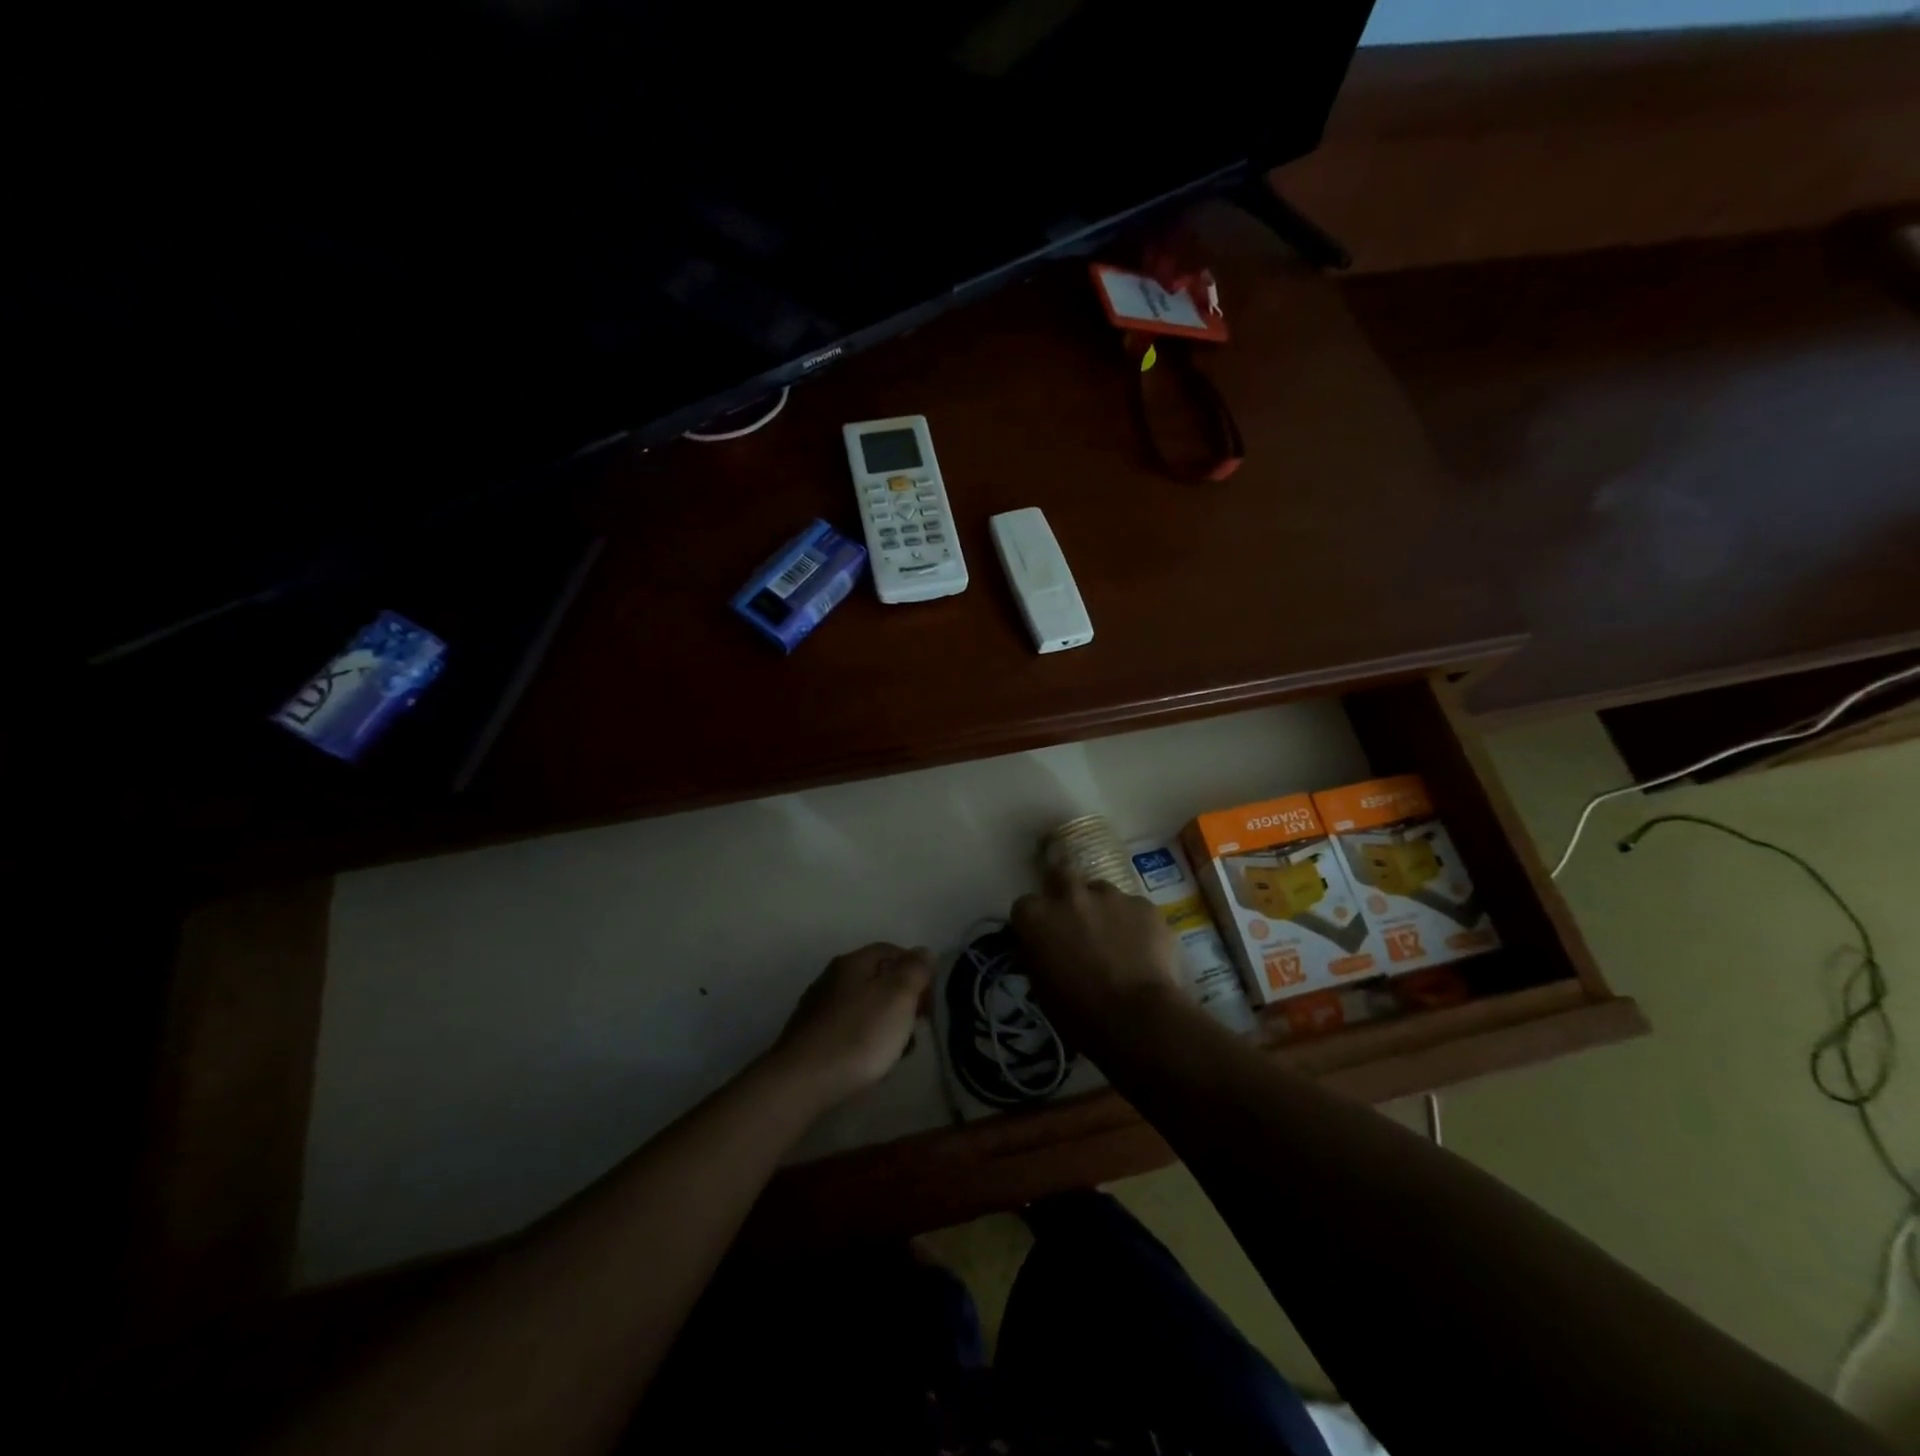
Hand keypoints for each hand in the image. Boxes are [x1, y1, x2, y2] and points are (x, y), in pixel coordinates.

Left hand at [771, 943, 931, 1105]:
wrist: (801, 1081)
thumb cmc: (858, 1035)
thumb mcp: (898, 998)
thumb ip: (914, 971)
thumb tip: (923, 952)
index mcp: (853, 963)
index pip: (890, 950)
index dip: (915, 967)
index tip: (931, 995)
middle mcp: (832, 978)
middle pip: (876, 978)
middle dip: (902, 998)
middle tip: (919, 1022)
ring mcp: (818, 1008)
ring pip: (863, 1006)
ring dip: (886, 1022)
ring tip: (900, 1049)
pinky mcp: (810, 1038)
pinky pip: (848, 1030)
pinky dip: (865, 1039)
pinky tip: (872, 1062)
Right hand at [1011, 869, 1181, 1041]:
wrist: (1136, 1017)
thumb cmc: (1078, 1012)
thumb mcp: (1041, 987)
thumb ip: (1038, 955)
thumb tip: (1043, 948)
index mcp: (1036, 916)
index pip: (1024, 907)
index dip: (1034, 922)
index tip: (1042, 938)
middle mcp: (1069, 895)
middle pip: (1061, 874)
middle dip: (1064, 889)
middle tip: (1074, 915)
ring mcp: (1110, 896)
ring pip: (1101, 891)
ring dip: (1102, 908)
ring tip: (1114, 937)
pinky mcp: (1144, 905)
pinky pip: (1134, 908)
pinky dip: (1134, 923)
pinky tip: (1142, 949)